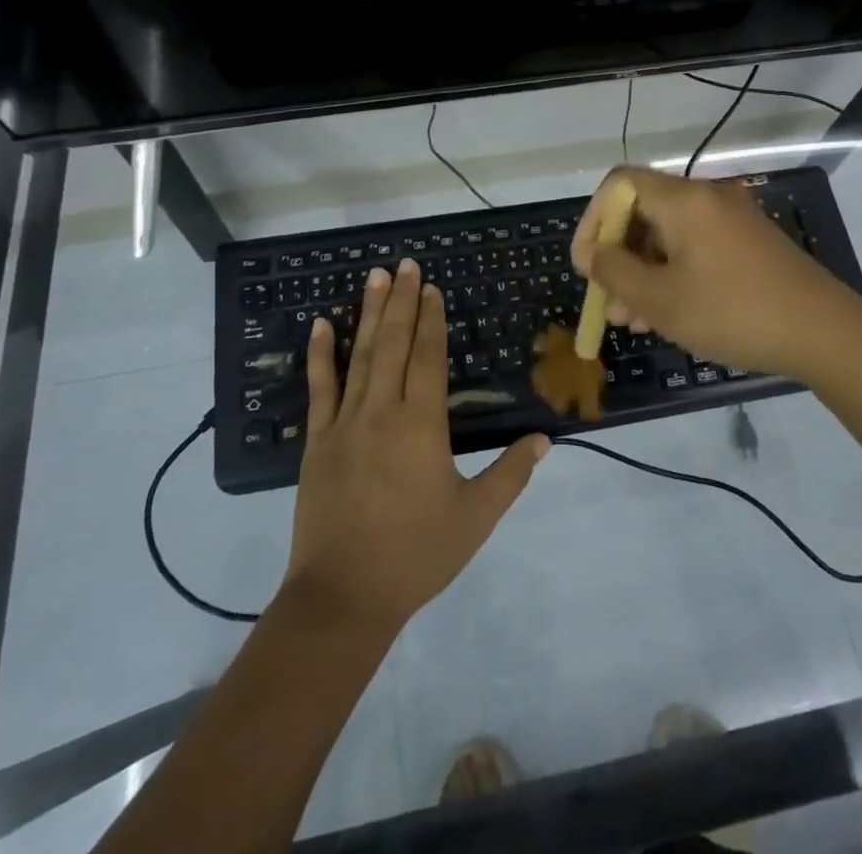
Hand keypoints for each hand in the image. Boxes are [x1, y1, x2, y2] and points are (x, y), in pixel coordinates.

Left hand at [283, 260, 550, 631]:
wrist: (343, 597)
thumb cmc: (416, 555)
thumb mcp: (475, 518)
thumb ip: (511, 474)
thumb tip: (544, 439)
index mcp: (422, 425)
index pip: (428, 357)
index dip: (431, 319)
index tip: (430, 287)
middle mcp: (382, 411)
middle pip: (394, 343)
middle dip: (401, 301)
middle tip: (404, 263)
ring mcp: (345, 423)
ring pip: (360, 356)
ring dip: (369, 313)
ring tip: (374, 276)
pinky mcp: (318, 442)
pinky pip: (319, 389)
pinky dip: (320, 355)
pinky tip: (321, 325)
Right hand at [570, 166, 861, 383]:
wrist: (826, 333)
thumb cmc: (733, 313)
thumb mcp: (661, 300)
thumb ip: (615, 272)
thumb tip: (593, 254)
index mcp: (684, 200)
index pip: (619, 183)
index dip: (593, 220)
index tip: (587, 264)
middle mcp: (708, 197)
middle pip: (644, 211)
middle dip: (618, 256)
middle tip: (609, 303)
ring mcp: (733, 218)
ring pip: (669, 235)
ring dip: (644, 272)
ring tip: (634, 321)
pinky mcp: (750, 241)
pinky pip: (696, 246)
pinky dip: (674, 273)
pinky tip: (669, 313)